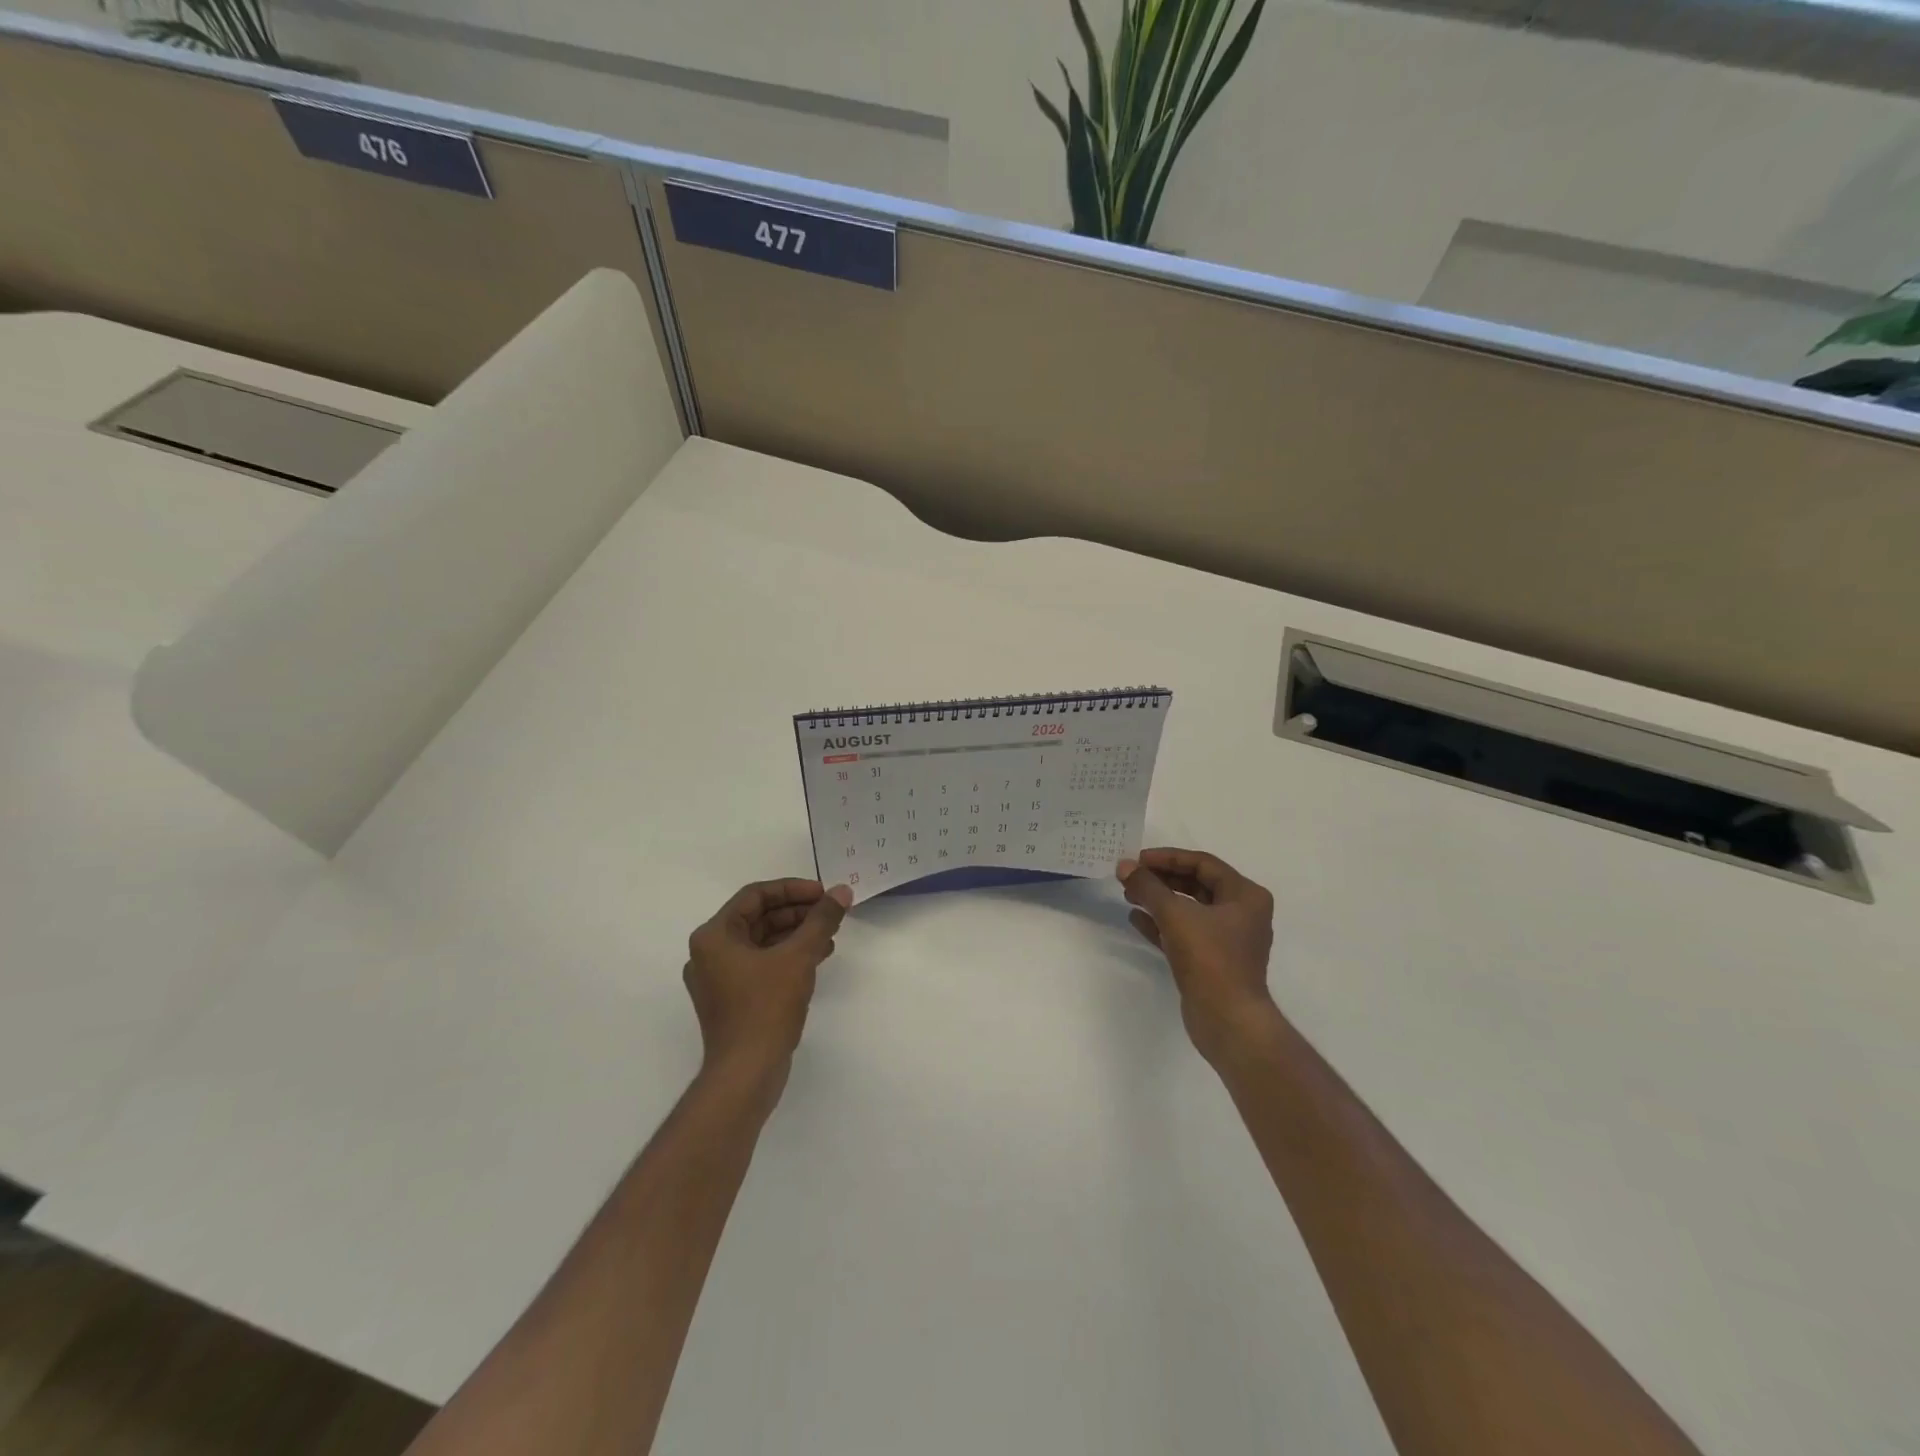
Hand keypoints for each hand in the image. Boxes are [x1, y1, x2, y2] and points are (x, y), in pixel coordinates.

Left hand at [684, 879, 851, 1087]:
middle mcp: (709, 953)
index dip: (792, 889)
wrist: (746, 1073)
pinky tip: (817, 958)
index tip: (823, 894)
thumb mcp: (799, 956)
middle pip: (758, 918)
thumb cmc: (766, 1007)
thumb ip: (821, 920)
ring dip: (796, 935)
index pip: (755, 895)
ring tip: (830, 935)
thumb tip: (841, 892)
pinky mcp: (732, 1000)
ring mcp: (718, 979)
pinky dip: (787, 957)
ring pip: (762, 942)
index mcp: (714, 936)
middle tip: (830, 913)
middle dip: (797, 913)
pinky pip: (761, 965)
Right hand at [1118, 848, 1278, 1065]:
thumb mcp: (1175, 915)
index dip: (1168, 858)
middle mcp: (1241, 913)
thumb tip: (1124, 866)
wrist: (1228, 1021)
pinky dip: (1161, 924)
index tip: (1137, 859)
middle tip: (1130, 876)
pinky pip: (1184, 932)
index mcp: (1245, 896)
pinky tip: (1136, 919)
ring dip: (1159, 900)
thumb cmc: (1210, 959)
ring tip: (1129, 894)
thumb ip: (1148, 887)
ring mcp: (1227, 939)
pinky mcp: (1212, 961)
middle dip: (1161, 879)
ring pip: (1189, 909)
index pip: (1203, 864)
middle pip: (1196, 885)